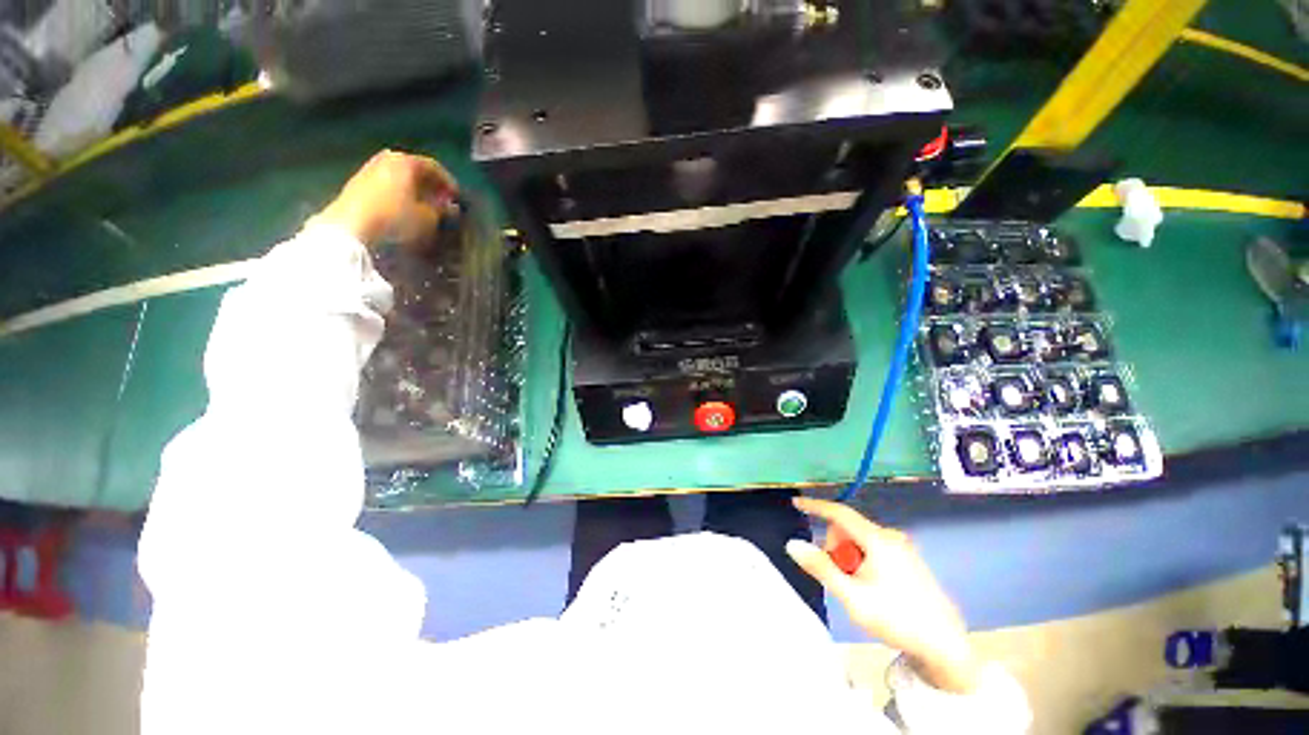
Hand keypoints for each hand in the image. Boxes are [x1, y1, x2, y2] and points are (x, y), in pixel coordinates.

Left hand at [312, 150, 459, 248]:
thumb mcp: (428, 218)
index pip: (435, 167)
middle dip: (430, 185)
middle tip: (441, 201)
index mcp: (406, 162)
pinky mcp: (357, 184)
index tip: (457, 199)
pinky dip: (398, 194)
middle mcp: (387, 159)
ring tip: (423, 207)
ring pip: (399, 177)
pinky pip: (386, 185)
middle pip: (414, 169)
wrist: (350, 227)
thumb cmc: (396, 219)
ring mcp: (369, 169)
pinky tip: (403, 209)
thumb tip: (450, 206)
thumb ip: (442, 210)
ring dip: (413, 190)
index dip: (449, 183)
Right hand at [785, 497, 980, 693]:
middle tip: (843, 580)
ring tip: (861, 589)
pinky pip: (873, 549)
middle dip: (837, 549)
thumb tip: (793, 544)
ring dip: (850, 559)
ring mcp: (903, 547)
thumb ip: (821, 568)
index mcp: (878, 540)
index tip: (796, 503)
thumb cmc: (897, 619)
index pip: (839, 513)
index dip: (815, 506)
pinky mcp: (909, 559)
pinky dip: (864, 562)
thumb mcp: (852, 597)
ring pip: (860, 540)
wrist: (946, 646)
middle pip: (848, 530)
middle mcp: (891, 536)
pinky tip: (874, 589)